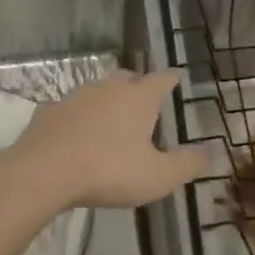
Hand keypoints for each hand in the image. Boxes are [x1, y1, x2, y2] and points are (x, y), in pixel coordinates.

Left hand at [0, 69, 209, 213]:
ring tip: (112, 119)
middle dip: (137, 85)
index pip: (161, 79)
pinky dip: (77, 118)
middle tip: (144, 98)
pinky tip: (76, 134)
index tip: (176, 78)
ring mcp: (75, 97)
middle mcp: (107, 88)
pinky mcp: (48, 112)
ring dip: (106, 100)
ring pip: (96, 90)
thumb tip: (211, 152)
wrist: (43, 172)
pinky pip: (69, 109)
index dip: (171, 79)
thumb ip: (187, 164)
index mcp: (138, 98)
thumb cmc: (109, 171)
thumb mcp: (158, 176)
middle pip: (127, 78)